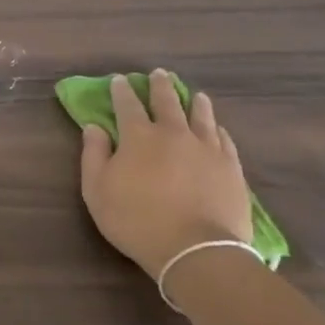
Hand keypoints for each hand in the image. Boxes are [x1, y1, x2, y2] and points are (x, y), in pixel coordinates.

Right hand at [77, 71, 251, 279]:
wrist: (197, 250)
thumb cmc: (137, 220)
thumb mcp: (97, 191)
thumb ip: (93, 155)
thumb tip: (94, 127)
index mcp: (138, 136)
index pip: (127, 105)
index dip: (122, 90)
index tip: (120, 80)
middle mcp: (173, 133)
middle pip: (167, 102)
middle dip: (160, 86)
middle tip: (159, 74)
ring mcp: (206, 149)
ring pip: (201, 116)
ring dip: (195, 102)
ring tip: (195, 94)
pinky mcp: (231, 168)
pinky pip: (224, 140)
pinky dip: (218, 129)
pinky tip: (218, 128)